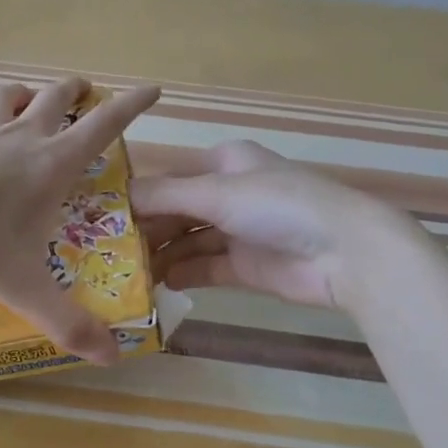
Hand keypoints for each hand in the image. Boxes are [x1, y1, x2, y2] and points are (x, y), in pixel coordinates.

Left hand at [0, 78, 159, 361]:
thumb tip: (113, 357)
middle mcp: (22, 136)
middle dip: (78, 91)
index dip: (132, 105)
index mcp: (51, 164)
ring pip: (12, 95)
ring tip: (33, 102)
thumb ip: (67, 321)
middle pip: (58, 97)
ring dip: (29, 94)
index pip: (104, 125)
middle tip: (87, 93)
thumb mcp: (20, 286)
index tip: (152, 90)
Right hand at [133, 140, 407, 311]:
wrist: (346, 252)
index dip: (137, 196)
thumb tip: (117, 198)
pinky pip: (204, 268)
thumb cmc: (278, 205)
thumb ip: (164, 196)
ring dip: (160, 255)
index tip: (101, 217)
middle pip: (176, 211)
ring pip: (187, 241)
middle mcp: (228, 193)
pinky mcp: (246, 267)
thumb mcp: (217, 192)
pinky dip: (182, 274)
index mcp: (223, 163)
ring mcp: (238, 231)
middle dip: (146, 230)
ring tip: (124, 273)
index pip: (169, 178)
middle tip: (106, 252)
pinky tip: (157, 284)